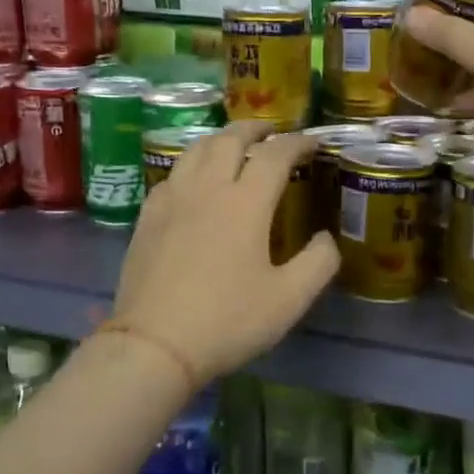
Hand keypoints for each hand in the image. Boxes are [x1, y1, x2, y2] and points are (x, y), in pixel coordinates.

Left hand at [112, 123, 339, 384]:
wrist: (154, 345)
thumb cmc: (227, 321)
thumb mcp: (289, 300)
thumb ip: (318, 263)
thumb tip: (326, 238)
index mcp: (245, 202)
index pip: (275, 155)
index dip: (298, 143)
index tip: (313, 144)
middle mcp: (207, 188)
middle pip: (230, 139)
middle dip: (256, 129)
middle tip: (272, 132)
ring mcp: (172, 200)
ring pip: (195, 149)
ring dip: (221, 139)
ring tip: (234, 145)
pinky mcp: (147, 217)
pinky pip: (172, 174)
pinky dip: (192, 164)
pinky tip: (194, 181)